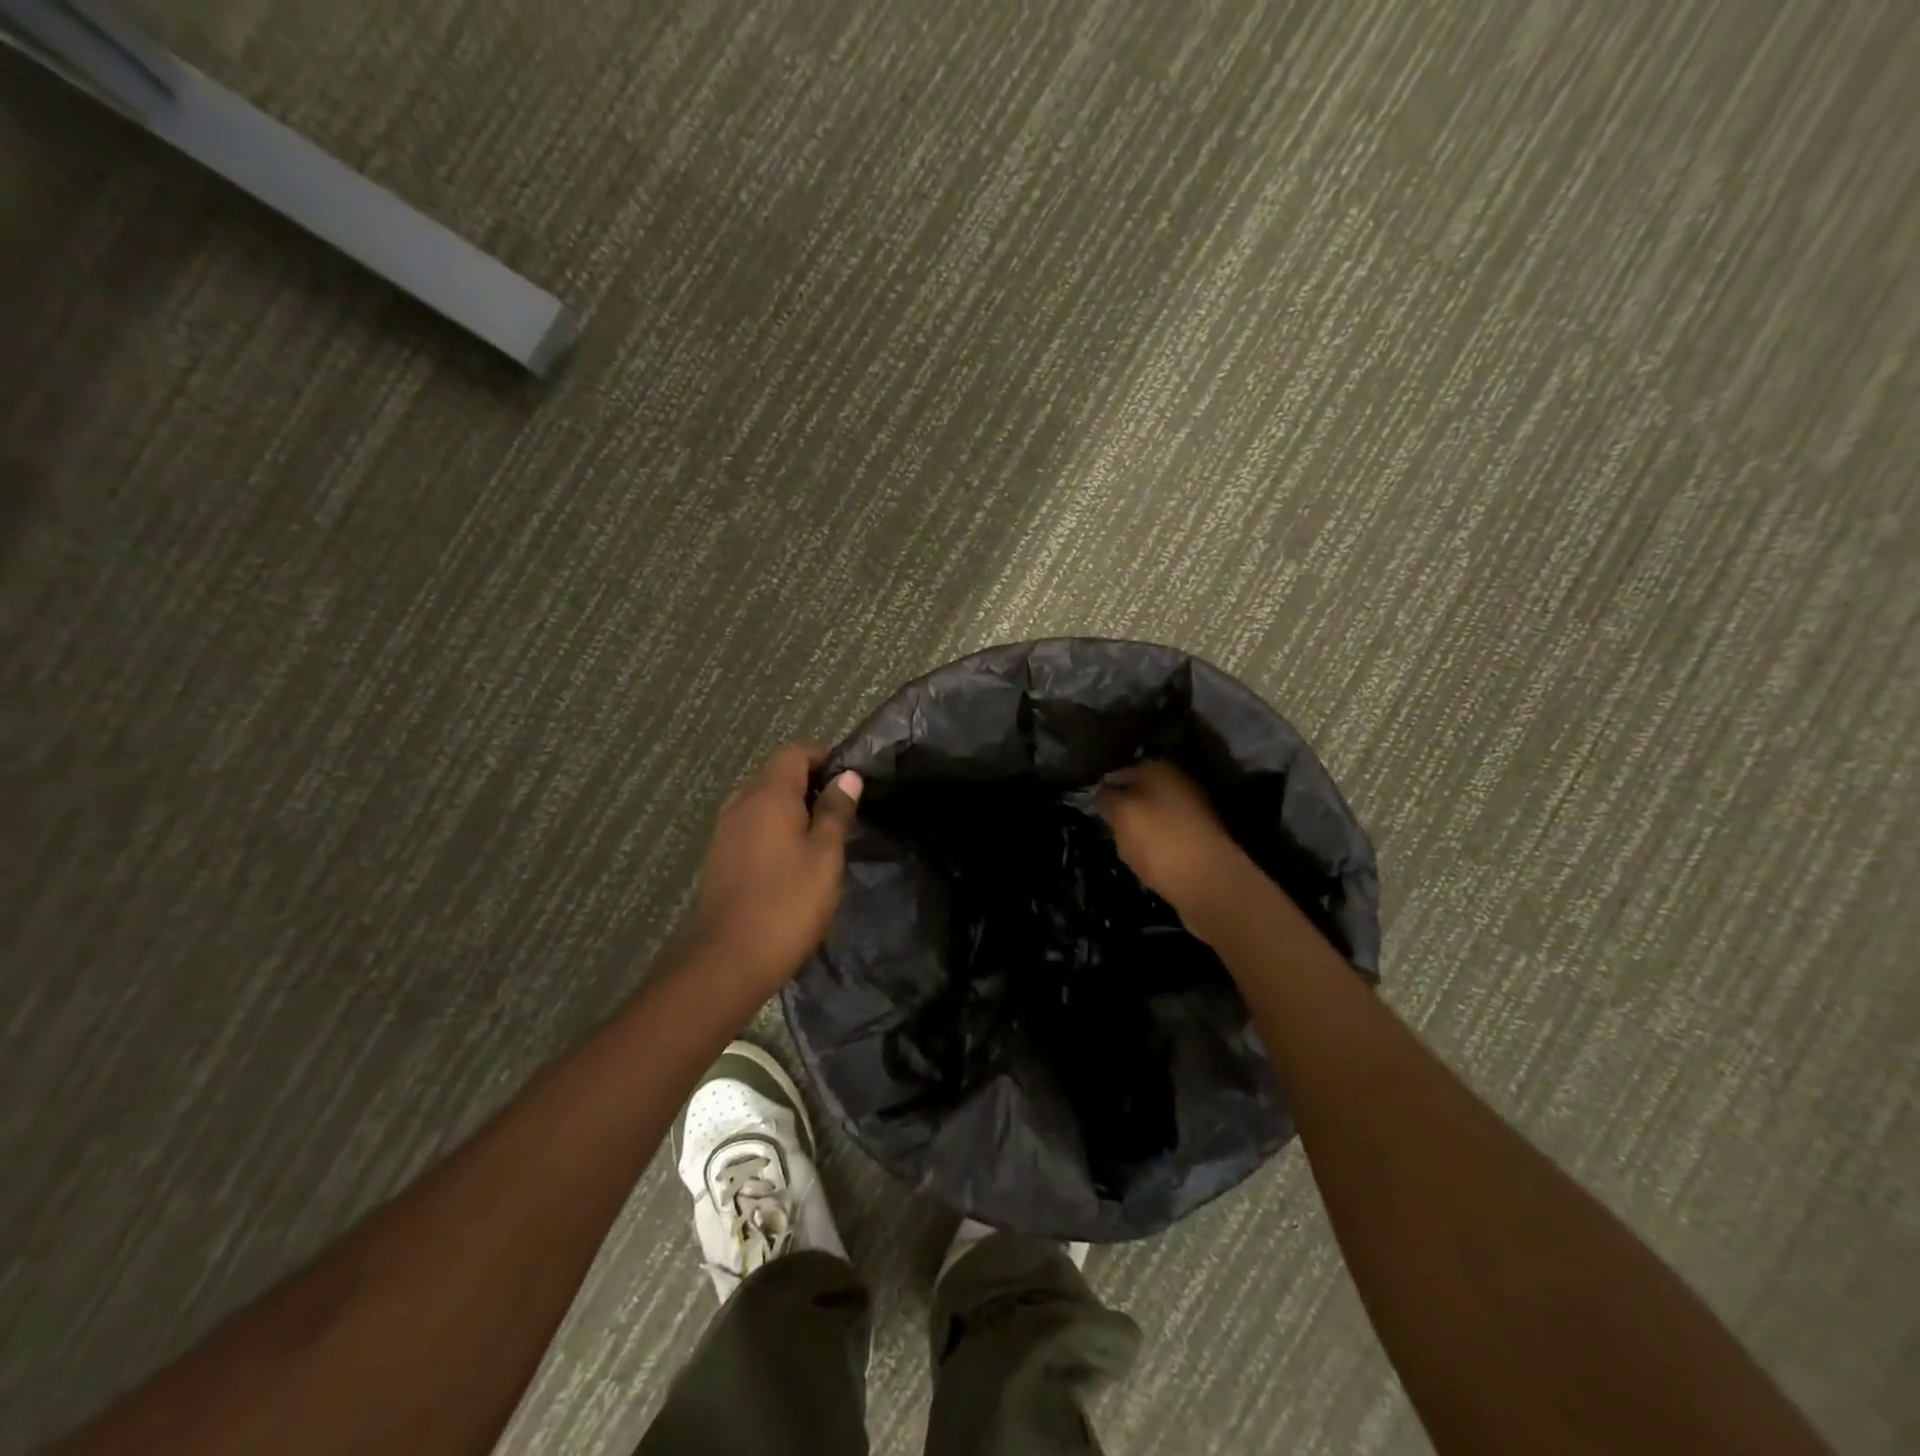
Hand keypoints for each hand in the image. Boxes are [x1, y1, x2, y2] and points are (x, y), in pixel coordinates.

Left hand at [684, 745, 861, 996]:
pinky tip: (791, 861)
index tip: (849, 783)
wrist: (727, 960)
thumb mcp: (825, 856)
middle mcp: (741, 804)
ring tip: (820, 838)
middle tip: (840, 813)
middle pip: (775, 774)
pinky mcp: (719, 858)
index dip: (823, 758)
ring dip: (790, 809)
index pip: (794, 753)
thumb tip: (847, 776)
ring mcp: (724, 831)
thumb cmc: (787, 904)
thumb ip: (836, 812)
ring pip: (761, 802)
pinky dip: (773, 830)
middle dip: (808, 784)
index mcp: (768, 796)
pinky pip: (750, 826)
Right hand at [1096, 760, 1247, 918]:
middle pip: (1139, 794)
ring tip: (1129, 851)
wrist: (1209, 882)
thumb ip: (1107, 798)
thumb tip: (1104, 792)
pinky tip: (1150, 863)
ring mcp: (1195, 810)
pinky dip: (1158, 848)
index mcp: (1159, 768)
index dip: (1104, 791)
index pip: (1120, 773)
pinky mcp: (1202, 838)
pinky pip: (1169, 838)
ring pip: (1154, 817)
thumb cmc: (1158, 839)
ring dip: (1141, 831)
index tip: (1093, 811)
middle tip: (1110, 832)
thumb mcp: (1120, 813)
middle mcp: (1180, 782)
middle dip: (1124, 811)